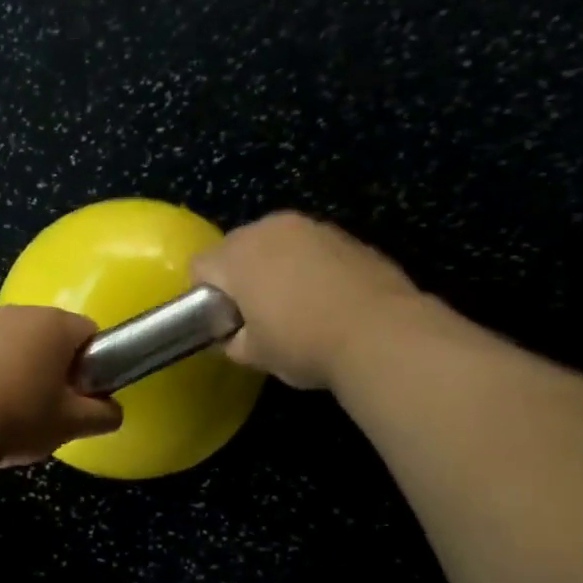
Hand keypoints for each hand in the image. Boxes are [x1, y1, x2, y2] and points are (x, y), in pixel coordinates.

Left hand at [0, 306, 122, 465]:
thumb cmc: (19, 416)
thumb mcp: (71, 423)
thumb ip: (103, 414)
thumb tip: (114, 411)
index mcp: (54, 323)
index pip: (91, 333)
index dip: (94, 365)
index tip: (83, 395)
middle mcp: (20, 312)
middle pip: (54, 337)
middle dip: (58, 367)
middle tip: (53, 407)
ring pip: (20, 346)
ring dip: (26, 371)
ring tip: (17, 411)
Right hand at [192, 213, 420, 388]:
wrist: (382, 334)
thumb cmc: (303, 343)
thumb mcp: (254, 355)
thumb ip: (232, 340)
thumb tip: (234, 336)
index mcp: (237, 254)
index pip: (201, 267)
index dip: (205, 297)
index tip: (224, 322)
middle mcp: (270, 228)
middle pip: (239, 248)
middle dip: (241, 276)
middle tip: (258, 316)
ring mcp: (313, 228)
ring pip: (278, 245)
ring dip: (278, 268)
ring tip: (297, 307)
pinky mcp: (348, 237)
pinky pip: (313, 250)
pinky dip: (312, 269)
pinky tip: (328, 301)